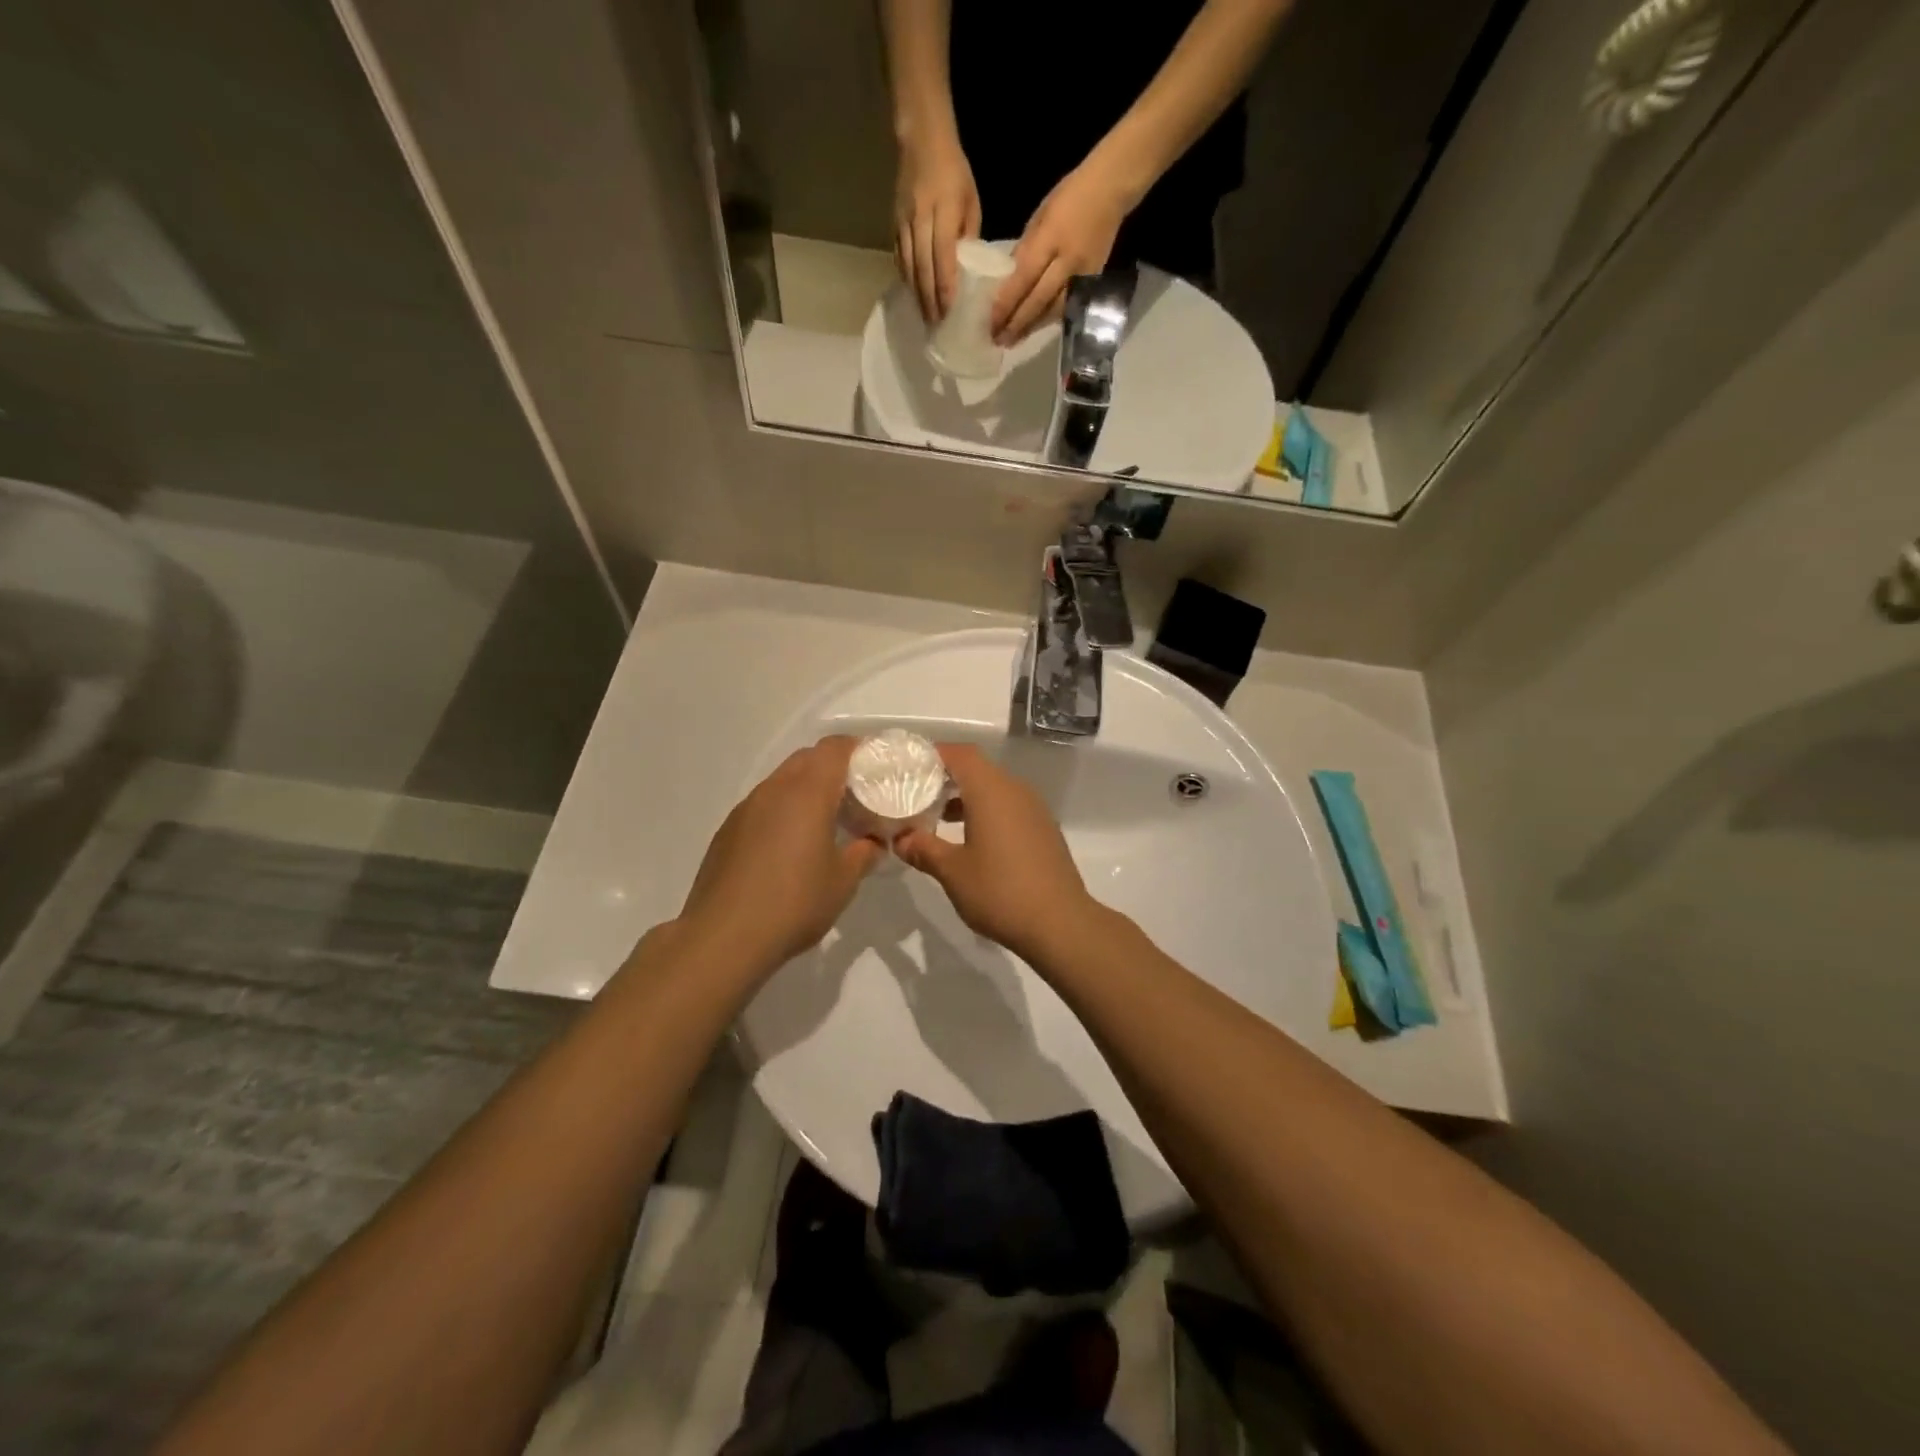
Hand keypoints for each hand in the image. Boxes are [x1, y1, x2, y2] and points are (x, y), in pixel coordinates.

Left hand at [676, 737, 883, 973]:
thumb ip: (864, 853)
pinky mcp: (728, 830)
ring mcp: (746, 808)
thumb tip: (874, 841)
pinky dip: (784, 810)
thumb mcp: (843, 881)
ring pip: (783, 780)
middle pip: (808, 758)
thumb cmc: (794, 903)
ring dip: (807, 790)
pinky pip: (764, 804)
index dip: (859, 749)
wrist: (723, 937)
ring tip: (826, 821)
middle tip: (856, 795)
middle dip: (834, 768)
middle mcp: (774, 789)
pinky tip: (791, 846)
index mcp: (807, 792)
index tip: (877, 767)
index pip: (835, 748)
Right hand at [893, 134, 980, 323]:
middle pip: (923, 269)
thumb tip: (969, 272)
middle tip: (937, 327)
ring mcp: (903, 223)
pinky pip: (900, 258)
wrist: (921, 141)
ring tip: (926, 318)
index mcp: (942, 212)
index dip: (945, 289)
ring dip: (917, 296)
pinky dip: (907, 279)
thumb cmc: (955, 173)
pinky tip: (914, 294)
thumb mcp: (971, 202)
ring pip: (909, 267)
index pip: (942, 258)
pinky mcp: (894, 224)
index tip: (949, 314)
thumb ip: (968, 236)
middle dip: (930, 301)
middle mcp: (920, 220)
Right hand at [894, 744, 1098, 967]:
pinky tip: (971, 841)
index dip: (933, 755)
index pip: (960, 754)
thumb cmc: (1000, 891)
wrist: (1060, 923)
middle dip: (946, 779)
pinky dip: (987, 813)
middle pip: (977, 770)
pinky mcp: (1043, 830)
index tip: (909, 768)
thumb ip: (923, 848)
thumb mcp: (952, 871)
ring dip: (966, 798)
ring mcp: (1034, 810)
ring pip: (994, 790)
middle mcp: (1015, 791)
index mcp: (991, 791)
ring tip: (938, 820)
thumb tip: (900, 838)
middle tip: (916, 795)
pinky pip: (1009, 808)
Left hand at [992, 165, 1129, 344]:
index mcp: (1051, 238)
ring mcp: (1083, 275)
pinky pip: (1067, 306)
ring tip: (1012, 341)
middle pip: (1038, 300)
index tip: (990, 322)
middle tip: (997, 340)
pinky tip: (1034, 328)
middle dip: (1016, 323)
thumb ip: (1025, 249)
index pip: (1024, 278)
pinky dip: (1048, 319)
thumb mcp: (1040, 216)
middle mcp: (1067, 261)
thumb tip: (1008, 280)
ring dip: (1031, 328)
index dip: (1006, 303)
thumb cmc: (1070, 196)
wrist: (1111, 189)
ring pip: (1053, 310)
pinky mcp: (1093, 282)